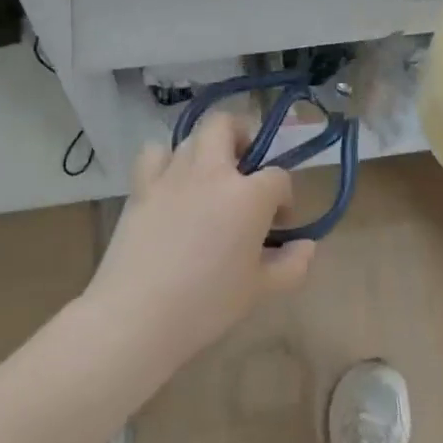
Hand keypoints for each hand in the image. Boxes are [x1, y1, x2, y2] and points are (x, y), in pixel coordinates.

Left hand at [84, 112, 316, 368]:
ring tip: (210, 180)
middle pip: (228, 125)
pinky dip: (166, 160)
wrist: (137, 316)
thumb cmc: (207, 305)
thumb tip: (306, 246)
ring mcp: (172, 175)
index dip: (284, 197)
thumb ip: (292, 265)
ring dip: (207, 150)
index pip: (278, 177)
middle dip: (243, 137)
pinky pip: (155, 153)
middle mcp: (212, 172)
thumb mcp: (261, 291)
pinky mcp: (140, 187)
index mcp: (248, 196)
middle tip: (246, 171)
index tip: (277, 224)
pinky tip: (171, 184)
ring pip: (192, 137)